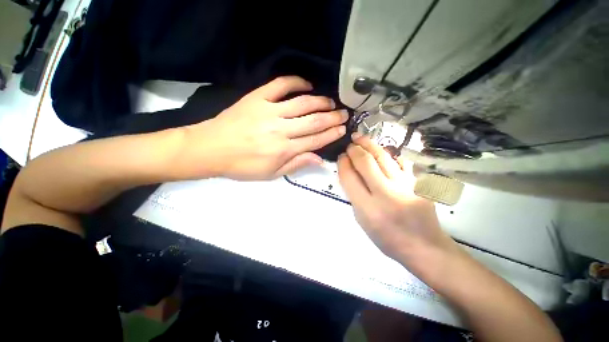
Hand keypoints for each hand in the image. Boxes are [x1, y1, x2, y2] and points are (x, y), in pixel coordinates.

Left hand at [184, 76, 347, 179]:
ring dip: (320, 102)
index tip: (343, 129)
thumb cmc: (242, 166)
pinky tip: (307, 85)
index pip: (315, 140)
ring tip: (331, 102)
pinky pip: (280, 85)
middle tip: (344, 114)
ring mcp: (269, 110)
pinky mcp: (257, 98)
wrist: (211, 149)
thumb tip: (319, 159)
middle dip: (332, 118)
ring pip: (302, 103)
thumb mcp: (271, 174)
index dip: (331, 134)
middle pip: (314, 121)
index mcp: (284, 149)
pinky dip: (296, 82)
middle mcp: (281, 129)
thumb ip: (296, 165)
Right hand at [337, 134, 457, 264]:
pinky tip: (383, 150)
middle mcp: (385, 194)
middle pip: (366, 162)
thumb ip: (354, 195)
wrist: (423, 247)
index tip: (341, 156)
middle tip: (350, 144)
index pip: (349, 177)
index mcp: (367, 208)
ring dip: (369, 145)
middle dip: (354, 149)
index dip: (343, 163)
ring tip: (361, 138)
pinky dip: (390, 154)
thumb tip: (349, 173)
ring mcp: (405, 186)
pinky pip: (401, 162)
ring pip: (383, 157)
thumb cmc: (387, 238)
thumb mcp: (362, 220)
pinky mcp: (418, 183)